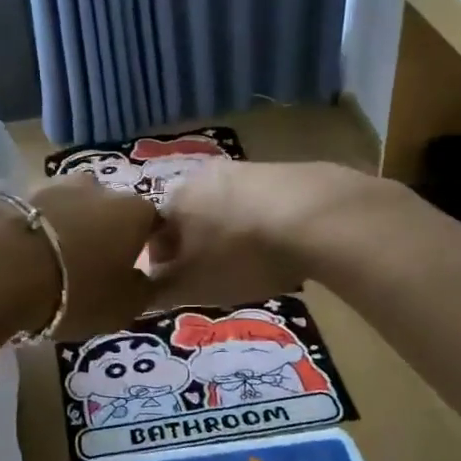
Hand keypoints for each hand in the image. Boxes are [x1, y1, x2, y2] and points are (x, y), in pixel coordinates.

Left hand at [25, 174, 161, 340]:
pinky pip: (37, 213)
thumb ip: (144, 291)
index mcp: (135, 211)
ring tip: (53, 261)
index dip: (148, 246)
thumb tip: (144, 279)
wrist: (2, 268)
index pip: (154, 223)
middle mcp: (100, 186)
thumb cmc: (76, 291)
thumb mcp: (124, 307)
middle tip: (91, 268)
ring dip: (69, 228)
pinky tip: (25, 253)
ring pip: (72, 208)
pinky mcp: (17, 189)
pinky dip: (37, 229)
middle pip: (110, 211)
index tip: (135, 270)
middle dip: (104, 234)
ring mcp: (55, 183)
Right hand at [147, 161, 378, 309]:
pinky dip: (261, 225)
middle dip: (195, 246)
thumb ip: (161, 291)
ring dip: (229, 234)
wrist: (317, 217)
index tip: (178, 284)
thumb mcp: (193, 286)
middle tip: (214, 276)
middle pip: (189, 218)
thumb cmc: (241, 255)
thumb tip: (143, 292)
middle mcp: (200, 176)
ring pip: (223, 209)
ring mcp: (243, 168)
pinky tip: (280, 246)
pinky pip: (258, 203)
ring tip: (250, 264)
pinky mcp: (281, 170)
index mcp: (173, 201)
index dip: (161, 263)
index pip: (151, 234)